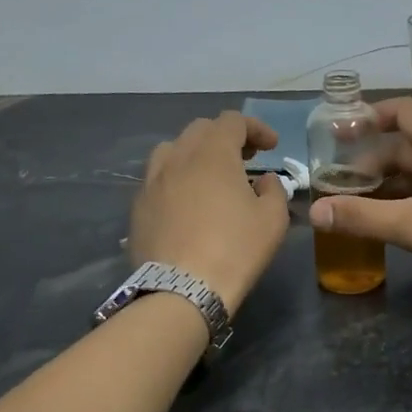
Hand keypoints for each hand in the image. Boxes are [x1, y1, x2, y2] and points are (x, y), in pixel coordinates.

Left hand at [130, 112, 291, 313]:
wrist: (181, 290)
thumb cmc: (235, 250)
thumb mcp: (273, 219)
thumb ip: (273, 190)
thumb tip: (263, 180)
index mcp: (213, 154)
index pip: (232, 121)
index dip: (255, 128)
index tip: (271, 146)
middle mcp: (178, 158)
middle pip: (200, 129)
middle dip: (226, 137)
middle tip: (245, 159)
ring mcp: (152, 181)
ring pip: (173, 150)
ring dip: (196, 154)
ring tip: (210, 175)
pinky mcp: (138, 206)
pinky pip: (159, 179)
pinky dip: (178, 179)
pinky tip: (188, 202)